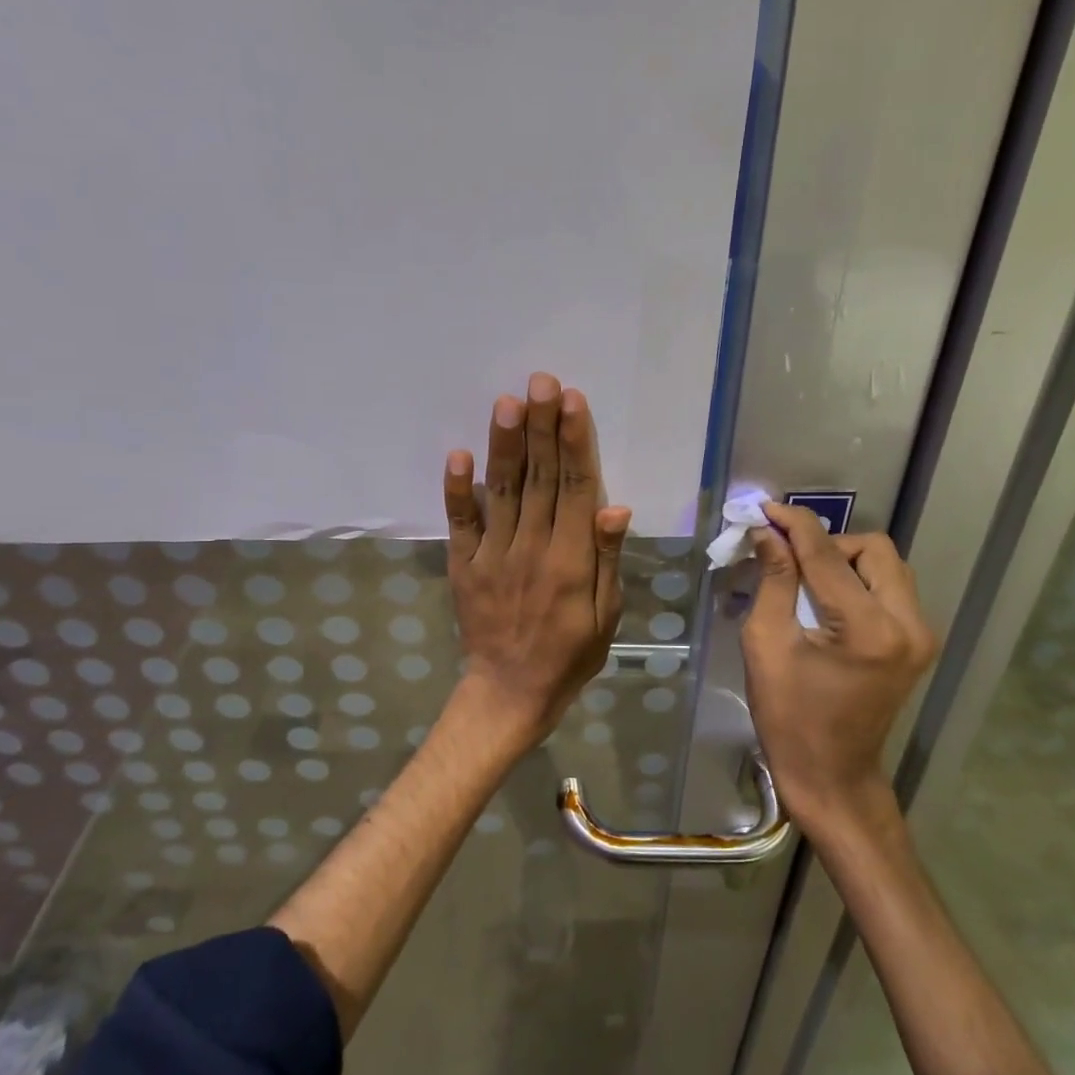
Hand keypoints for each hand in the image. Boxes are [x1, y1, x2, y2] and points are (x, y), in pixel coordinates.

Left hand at [442, 372, 630, 751]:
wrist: (511, 692)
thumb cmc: (570, 655)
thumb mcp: (606, 615)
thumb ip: (608, 560)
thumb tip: (616, 508)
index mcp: (571, 560)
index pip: (576, 488)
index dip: (575, 442)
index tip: (572, 401)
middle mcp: (532, 548)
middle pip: (540, 478)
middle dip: (541, 427)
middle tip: (541, 381)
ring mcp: (493, 555)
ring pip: (502, 491)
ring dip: (504, 445)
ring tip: (507, 402)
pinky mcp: (464, 565)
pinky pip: (460, 523)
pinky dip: (457, 490)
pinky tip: (458, 454)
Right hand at [740, 504, 938, 834]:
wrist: (831, 774)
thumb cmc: (788, 716)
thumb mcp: (766, 644)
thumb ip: (772, 581)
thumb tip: (767, 533)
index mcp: (867, 629)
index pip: (828, 555)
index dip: (795, 525)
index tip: (766, 509)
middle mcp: (908, 625)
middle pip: (873, 549)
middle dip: (828, 544)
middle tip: (789, 559)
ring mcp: (921, 635)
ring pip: (888, 565)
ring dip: (846, 560)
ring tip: (807, 578)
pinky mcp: (919, 643)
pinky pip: (892, 588)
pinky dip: (860, 580)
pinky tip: (829, 598)